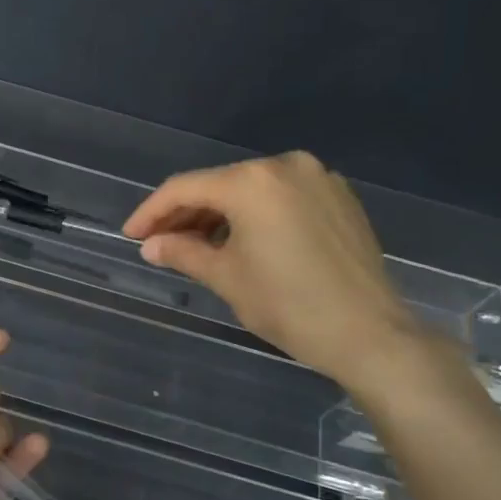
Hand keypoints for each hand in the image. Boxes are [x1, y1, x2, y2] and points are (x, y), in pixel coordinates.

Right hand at [122, 151, 420, 386]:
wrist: (370, 334)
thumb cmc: (289, 305)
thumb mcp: (227, 278)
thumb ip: (183, 252)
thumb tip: (150, 245)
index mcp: (252, 182)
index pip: (185, 188)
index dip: (152, 212)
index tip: (131, 235)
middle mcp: (285, 166)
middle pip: (219, 184)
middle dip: (186, 213)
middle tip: (159, 242)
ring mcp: (318, 178)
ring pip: (251, 189)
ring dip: (220, 214)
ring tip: (197, 245)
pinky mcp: (339, 196)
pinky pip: (282, 197)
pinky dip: (255, 214)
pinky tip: (242, 240)